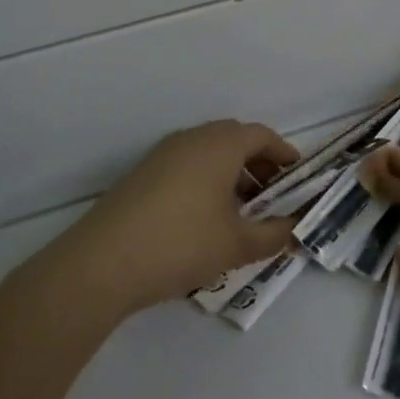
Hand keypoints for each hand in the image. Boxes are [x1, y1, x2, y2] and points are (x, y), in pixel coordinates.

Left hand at [60, 120, 300, 316]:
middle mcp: (191, 139)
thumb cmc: (182, 243)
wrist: (102, 263)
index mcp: (220, 145)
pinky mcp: (142, 174)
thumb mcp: (238, 245)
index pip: (261, 135)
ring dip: (231, 173)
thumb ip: (274, 235)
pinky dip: (205, 180)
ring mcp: (162, 155)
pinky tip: (205, 218)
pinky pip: (186, 165)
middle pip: (234, 139)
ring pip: (208, 152)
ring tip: (241, 212)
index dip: (284, 154)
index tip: (297, 177)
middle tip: (272, 195)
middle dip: (258, 163)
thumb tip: (296, 229)